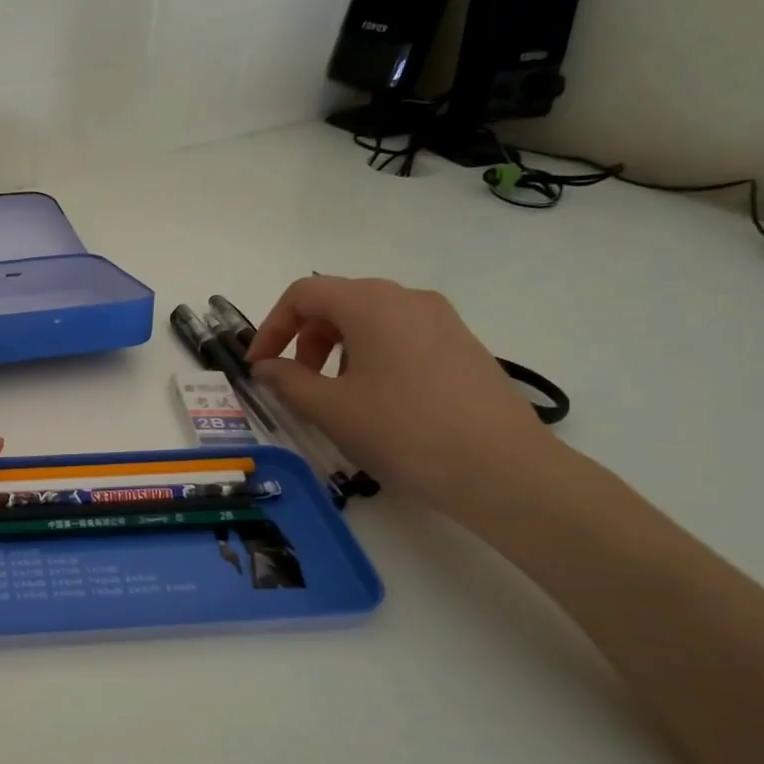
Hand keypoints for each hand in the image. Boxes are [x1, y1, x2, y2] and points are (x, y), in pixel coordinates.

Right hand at [245, 276, 555, 509]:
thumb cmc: (403, 431)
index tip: (259, 366)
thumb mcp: (330, 409)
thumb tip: (267, 367)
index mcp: (371, 303)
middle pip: (338, 302)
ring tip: (335, 395)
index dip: (271, 326)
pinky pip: (401, 336)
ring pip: (370, 319)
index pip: (304, 294)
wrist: (504, 470)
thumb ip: (287, 381)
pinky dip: (372, 356)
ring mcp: (442, 320)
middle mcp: (408, 299)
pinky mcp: (463, 346)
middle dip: (304, 338)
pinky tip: (377, 401)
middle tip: (295, 382)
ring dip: (337, 349)